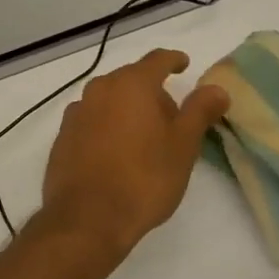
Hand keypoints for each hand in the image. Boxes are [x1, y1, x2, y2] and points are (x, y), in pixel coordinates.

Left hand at [40, 49, 230, 259]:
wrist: (87, 219)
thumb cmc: (144, 179)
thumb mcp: (183, 146)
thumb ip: (199, 111)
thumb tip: (216, 88)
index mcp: (131, 85)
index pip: (157, 60)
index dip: (173, 60)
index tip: (183, 64)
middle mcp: (99, 90)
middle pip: (131, 80)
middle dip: (152, 92)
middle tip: (172, 118)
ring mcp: (76, 113)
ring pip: (109, 100)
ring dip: (127, 109)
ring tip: (144, 138)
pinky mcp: (62, 137)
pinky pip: (92, 121)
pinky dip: (107, 126)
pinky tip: (116, 152)